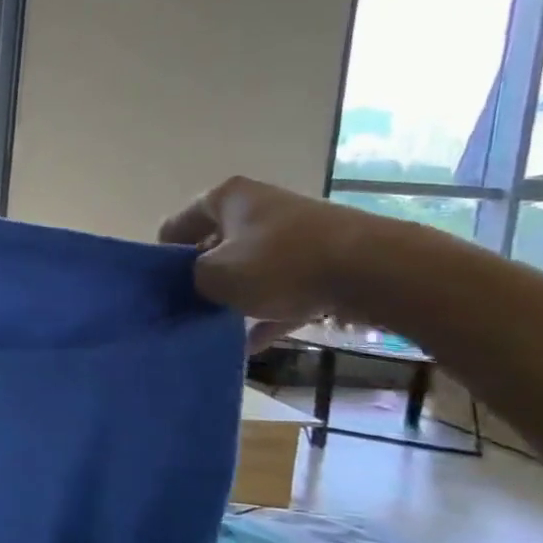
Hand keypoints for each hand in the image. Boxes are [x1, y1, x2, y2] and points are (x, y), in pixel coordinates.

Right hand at [158, 177, 377, 349]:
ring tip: (217, 330)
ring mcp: (295, 233)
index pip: (176, 226)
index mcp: (227, 198)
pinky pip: (282, 289)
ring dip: (234, 298)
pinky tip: (252, 344)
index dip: (164, 259)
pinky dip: (267, 313)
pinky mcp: (324, 260)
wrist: (378, 271)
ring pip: (249, 269)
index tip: (163, 290)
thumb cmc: (281, 264)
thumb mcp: (215, 275)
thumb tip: (191, 285)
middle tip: (188, 311)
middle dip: (201, 279)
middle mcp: (259, 207)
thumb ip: (189, 280)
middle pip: (214, 246)